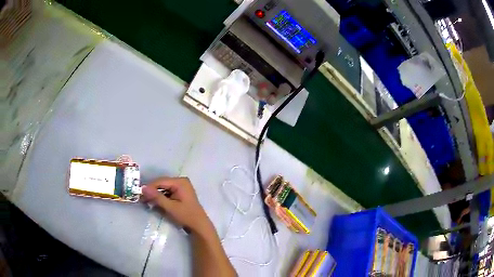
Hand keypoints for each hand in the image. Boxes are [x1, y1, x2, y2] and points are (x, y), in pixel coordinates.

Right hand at [141, 177, 210, 231]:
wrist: (199, 226)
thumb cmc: (186, 216)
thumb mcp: (170, 207)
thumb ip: (157, 197)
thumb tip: (143, 188)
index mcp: (180, 182)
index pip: (160, 181)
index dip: (149, 187)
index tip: (139, 194)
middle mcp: (181, 181)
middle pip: (162, 184)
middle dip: (152, 191)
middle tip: (142, 199)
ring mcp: (181, 187)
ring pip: (164, 188)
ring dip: (156, 195)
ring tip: (146, 201)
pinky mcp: (180, 193)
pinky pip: (168, 192)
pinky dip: (161, 197)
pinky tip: (155, 203)